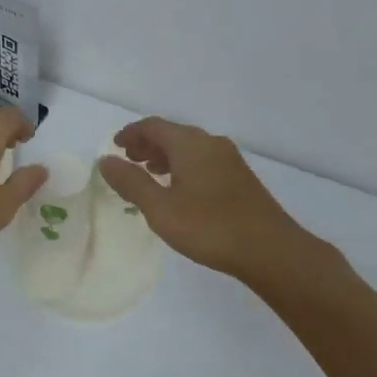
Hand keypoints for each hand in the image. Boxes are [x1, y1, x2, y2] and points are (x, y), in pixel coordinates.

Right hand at [97, 118, 317, 284]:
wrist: (270, 250)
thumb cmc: (209, 227)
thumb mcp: (160, 208)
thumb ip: (131, 182)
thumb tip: (105, 161)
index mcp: (189, 143)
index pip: (153, 126)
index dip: (131, 133)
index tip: (115, 147)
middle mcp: (210, 143)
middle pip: (172, 133)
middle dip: (148, 144)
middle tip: (129, 161)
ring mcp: (229, 159)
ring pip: (189, 147)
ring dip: (166, 155)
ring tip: (150, 174)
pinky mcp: (240, 177)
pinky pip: (203, 160)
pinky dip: (183, 165)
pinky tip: (180, 190)